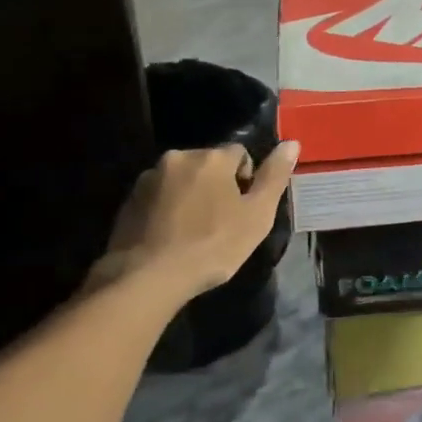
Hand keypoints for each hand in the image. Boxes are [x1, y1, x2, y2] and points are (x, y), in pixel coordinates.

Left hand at [90, 141, 299, 304]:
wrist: (146, 278)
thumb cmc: (211, 246)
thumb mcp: (257, 215)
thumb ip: (274, 176)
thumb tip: (292, 143)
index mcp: (212, 157)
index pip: (240, 154)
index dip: (246, 181)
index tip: (242, 211)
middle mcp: (179, 157)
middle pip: (209, 165)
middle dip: (216, 186)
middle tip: (219, 223)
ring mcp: (149, 177)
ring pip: (182, 180)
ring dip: (190, 196)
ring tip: (192, 233)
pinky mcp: (129, 199)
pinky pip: (159, 196)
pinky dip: (167, 209)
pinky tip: (170, 237)